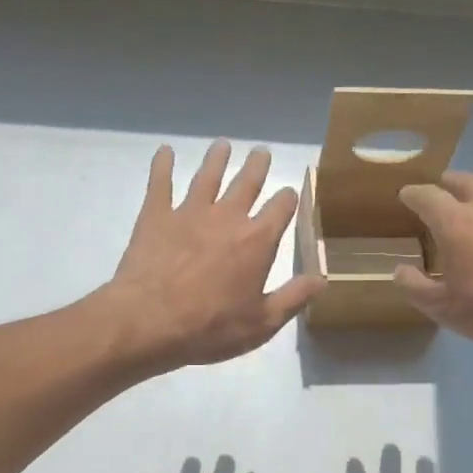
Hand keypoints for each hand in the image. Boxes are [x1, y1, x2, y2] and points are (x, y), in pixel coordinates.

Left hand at [101, 141, 322, 370]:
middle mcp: (227, 217)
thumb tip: (322, 279)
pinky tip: (165, 151)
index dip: (288, 199)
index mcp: (257, 241)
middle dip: (257, 166)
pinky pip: (161, 182)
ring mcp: (189, 212)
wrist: (150, 321)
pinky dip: (163, 165)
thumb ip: (293, 298)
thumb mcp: (262, 323)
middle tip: (261, 152)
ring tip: (222, 145)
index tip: (289, 194)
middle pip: (247, 182)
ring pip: (207, 176)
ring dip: (217, 159)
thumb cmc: (211, 327)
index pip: (281, 208)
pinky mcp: (156, 215)